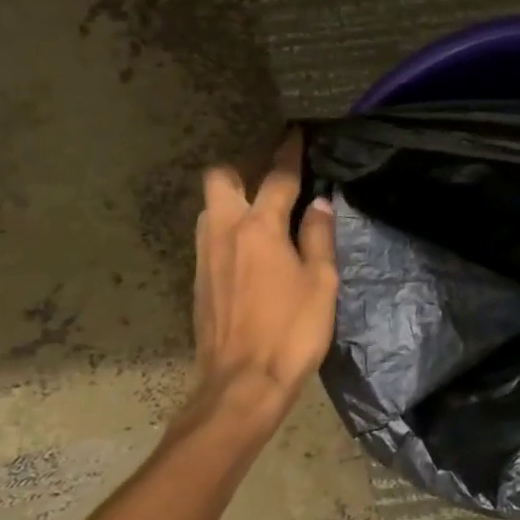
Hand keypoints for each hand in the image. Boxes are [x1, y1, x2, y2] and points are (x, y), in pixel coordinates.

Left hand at [190, 142, 337, 418]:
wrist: (242, 383)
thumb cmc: (292, 331)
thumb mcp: (321, 283)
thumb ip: (318, 238)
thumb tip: (319, 205)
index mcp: (260, 228)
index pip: (277, 178)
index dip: (289, 154)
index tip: (295, 135)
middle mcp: (225, 232)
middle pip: (220, 179)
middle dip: (243, 170)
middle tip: (270, 182)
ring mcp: (205, 256)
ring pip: (209, 209)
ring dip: (231, 201)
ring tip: (261, 216)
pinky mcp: (198, 280)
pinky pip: (209, 237)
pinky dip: (226, 230)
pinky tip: (248, 252)